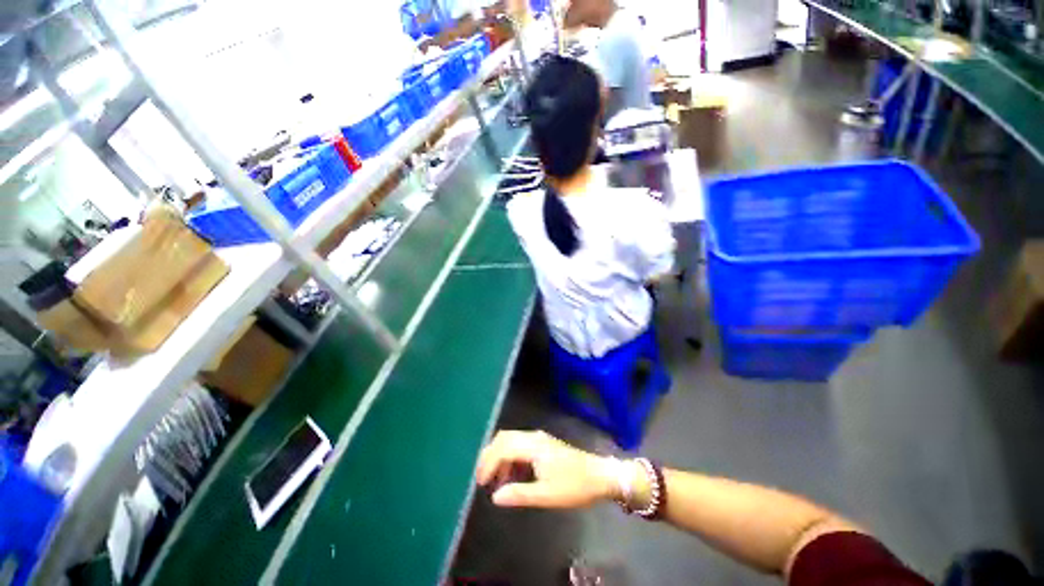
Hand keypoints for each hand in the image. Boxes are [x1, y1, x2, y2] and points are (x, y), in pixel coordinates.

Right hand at [476, 430, 618, 507]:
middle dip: (490, 456)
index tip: (481, 483)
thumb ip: (519, 494)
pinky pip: (519, 445)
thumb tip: (495, 497)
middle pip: (504, 438)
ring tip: (495, 481)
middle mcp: (533, 437)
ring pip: (511, 440)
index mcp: (533, 446)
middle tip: (482, 478)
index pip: (503, 448)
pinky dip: (510, 457)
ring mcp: (539, 439)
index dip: (488, 463)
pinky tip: (511, 475)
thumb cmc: (574, 486)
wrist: (599, 475)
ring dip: (500, 457)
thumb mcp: (547, 495)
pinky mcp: (543, 444)